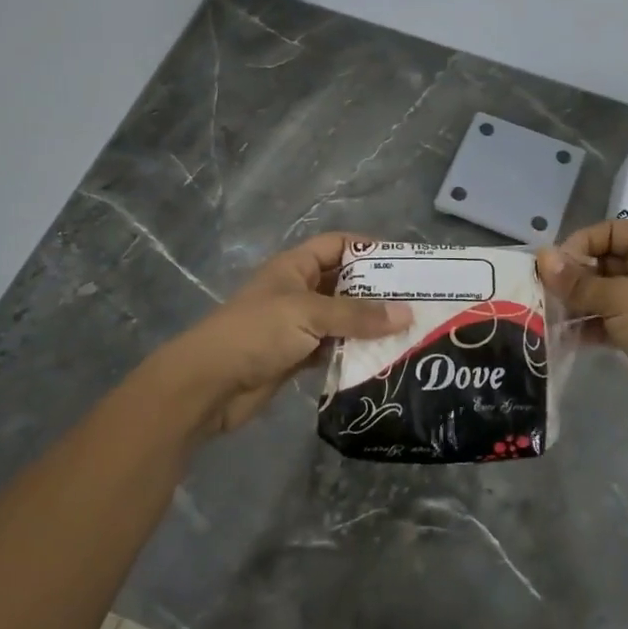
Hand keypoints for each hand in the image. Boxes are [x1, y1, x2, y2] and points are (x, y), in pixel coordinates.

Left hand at [147, 233, 411, 438]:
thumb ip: (357, 315)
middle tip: (418, 302)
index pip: (338, 244)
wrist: (208, 384)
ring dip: (369, 326)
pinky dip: (354, 352)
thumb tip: (406, 314)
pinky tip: (382, 360)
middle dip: (378, 292)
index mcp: (296, 266)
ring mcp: (297, 325)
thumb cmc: (256, 333)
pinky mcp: (297, 356)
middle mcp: (299, 290)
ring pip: (342, 319)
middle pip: (345, 283)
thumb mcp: (309, 314)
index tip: (406, 263)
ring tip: (409, 333)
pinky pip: (334, 348)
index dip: (370, 248)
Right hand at [538, 220, 627, 444]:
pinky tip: (563, 335)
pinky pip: (605, 321)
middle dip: (573, 276)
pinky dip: (585, 326)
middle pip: (603, 262)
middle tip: (544, 290)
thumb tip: (542, 257)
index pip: (611, 231)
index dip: (582, 242)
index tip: (556, 264)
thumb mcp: (617, 298)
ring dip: (575, 302)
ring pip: (601, 294)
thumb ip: (576, 281)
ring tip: (548, 314)